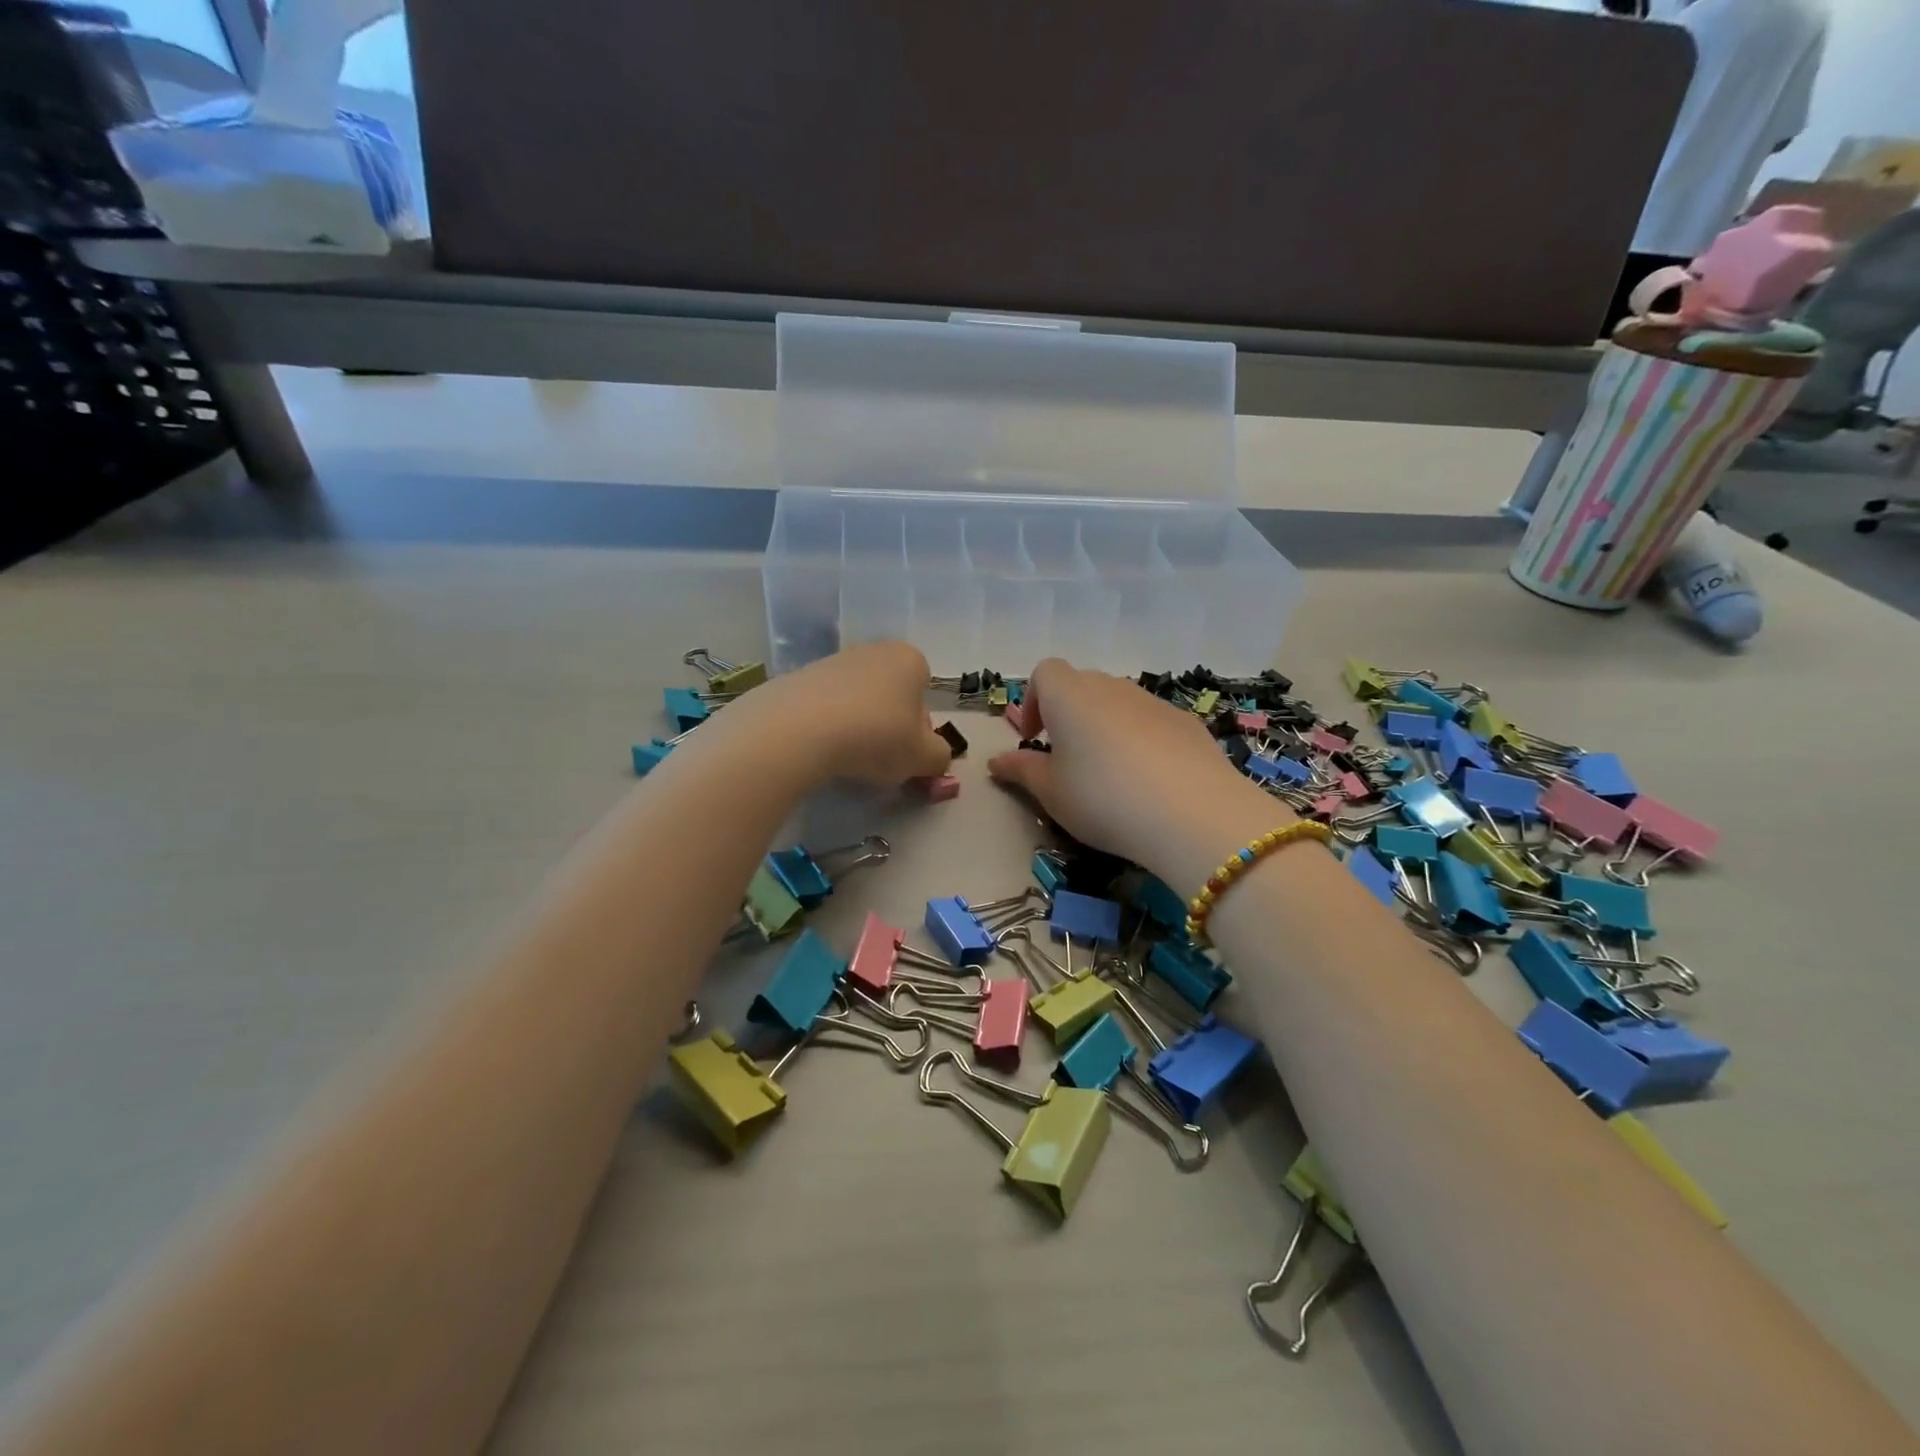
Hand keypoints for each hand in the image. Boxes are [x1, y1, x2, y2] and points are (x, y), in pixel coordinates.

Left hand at [725, 642, 951, 786]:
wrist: (797, 730)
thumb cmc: (875, 736)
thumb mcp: (923, 757)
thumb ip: (939, 756)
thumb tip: (934, 757)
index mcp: (908, 659)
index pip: (924, 689)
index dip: (921, 724)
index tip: (908, 751)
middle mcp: (871, 650)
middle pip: (890, 693)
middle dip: (889, 724)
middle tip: (880, 759)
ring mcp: (830, 662)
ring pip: (856, 700)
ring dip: (856, 726)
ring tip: (846, 758)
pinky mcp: (796, 679)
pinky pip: (822, 707)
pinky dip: (825, 727)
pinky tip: (818, 751)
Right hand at [987, 659, 1289, 894]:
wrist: (1192, 813)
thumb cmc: (1102, 798)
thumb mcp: (1051, 792)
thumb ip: (1021, 771)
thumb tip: (996, 761)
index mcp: (1069, 695)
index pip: (1044, 673)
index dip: (1033, 701)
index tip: (1033, 739)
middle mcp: (1110, 687)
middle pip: (1082, 685)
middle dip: (1069, 715)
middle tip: (1067, 760)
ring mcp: (1153, 701)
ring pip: (1119, 704)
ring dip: (1105, 727)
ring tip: (1109, 775)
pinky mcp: (1187, 722)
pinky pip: (1152, 722)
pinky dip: (1142, 740)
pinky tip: (1150, 781)